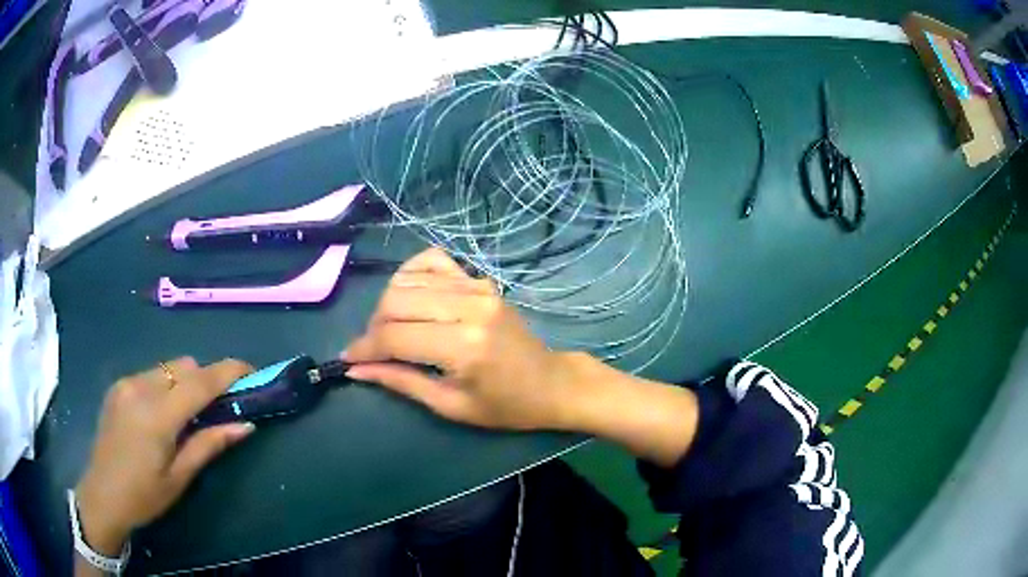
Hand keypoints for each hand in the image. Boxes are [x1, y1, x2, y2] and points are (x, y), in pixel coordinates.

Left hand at [74, 358, 254, 555]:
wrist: (101, 495)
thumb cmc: (144, 495)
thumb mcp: (180, 477)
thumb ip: (209, 444)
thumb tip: (245, 424)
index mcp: (157, 415)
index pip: (200, 382)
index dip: (229, 371)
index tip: (253, 369)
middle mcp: (140, 387)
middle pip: (184, 366)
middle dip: (206, 379)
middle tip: (219, 407)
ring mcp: (125, 383)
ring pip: (167, 368)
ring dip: (185, 383)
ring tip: (188, 415)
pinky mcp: (117, 386)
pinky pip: (151, 375)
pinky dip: (166, 386)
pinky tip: (162, 415)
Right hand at [343, 248, 581, 430]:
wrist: (551, 383)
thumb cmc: (504, 405)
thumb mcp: (450, 405)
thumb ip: (400, 382)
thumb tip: (355, 369)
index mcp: (463, 346)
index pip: (394, 337)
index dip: (364, 348)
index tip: (348, 359)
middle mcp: (468, 306)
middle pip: (395, 300)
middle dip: (373, 326)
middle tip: (374, 349)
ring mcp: (477, 287)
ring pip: (408, 280)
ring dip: (388, 304)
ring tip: (392, 329)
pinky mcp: (480, 280)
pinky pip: (432, 259)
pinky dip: (411, 273)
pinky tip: (410, 295)